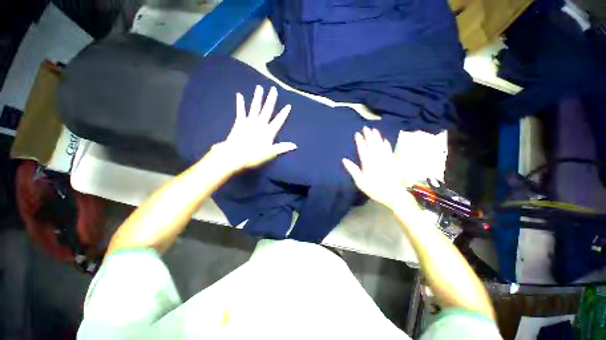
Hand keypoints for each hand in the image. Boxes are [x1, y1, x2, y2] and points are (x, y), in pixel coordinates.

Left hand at [215, 85, 296, 170]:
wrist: (235, 155)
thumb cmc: (254, 156)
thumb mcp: (270, 153)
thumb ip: (282, 147)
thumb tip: (295, 146)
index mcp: (268, 132)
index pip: (278, 121)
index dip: (284, 114)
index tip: (288, 106)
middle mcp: (260, 124)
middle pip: (267, 110)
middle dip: (271, 100)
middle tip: (273, 89)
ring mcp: (249, 122)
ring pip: (255, 107)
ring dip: (258, 97)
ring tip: (259, 87)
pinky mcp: (240, 122)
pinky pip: (240, 111)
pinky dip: (240, 103)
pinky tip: (239, 94)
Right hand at [342, 127, 408, 209]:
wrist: (392, 194)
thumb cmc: (374, 188)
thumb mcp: (360, 181)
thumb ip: (353, 169)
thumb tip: (344, 159)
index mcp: (368, 163)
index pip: (363, 149)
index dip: (360, 141)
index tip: (357, 133)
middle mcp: (377, 159)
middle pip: (372, 145)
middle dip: (369, 136)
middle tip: (365, 128)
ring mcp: (385, 159)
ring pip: (380, 145)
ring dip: (377, 137)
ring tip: (374, 130)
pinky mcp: (390, 162)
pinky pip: (388, 151)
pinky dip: (387, 145)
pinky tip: (385, 140)